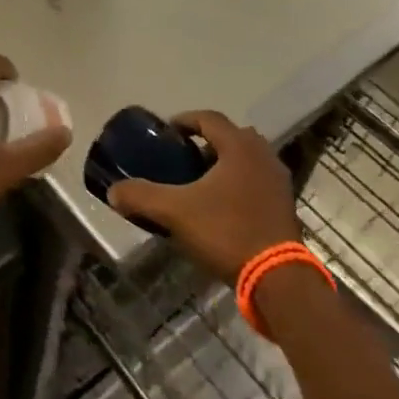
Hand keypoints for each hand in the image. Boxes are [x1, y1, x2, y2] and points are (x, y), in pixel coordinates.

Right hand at [107, 111, 301, 282]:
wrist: (279, 281)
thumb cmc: (227, 232)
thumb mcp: (175, 212)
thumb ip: (142, 196)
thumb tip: (113, 191)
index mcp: (239, 146)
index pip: (208, 117)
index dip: (184, 120)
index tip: (167, 132)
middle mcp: (263, 155)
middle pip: (231, 136)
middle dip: (207, 142)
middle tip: (185, 157)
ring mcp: (279, 181)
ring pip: (247, 159)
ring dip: (225, 164)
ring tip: (201, 183)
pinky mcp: (286, 206)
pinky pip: (258, 181)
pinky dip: (240, 184)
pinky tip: (223, 207)